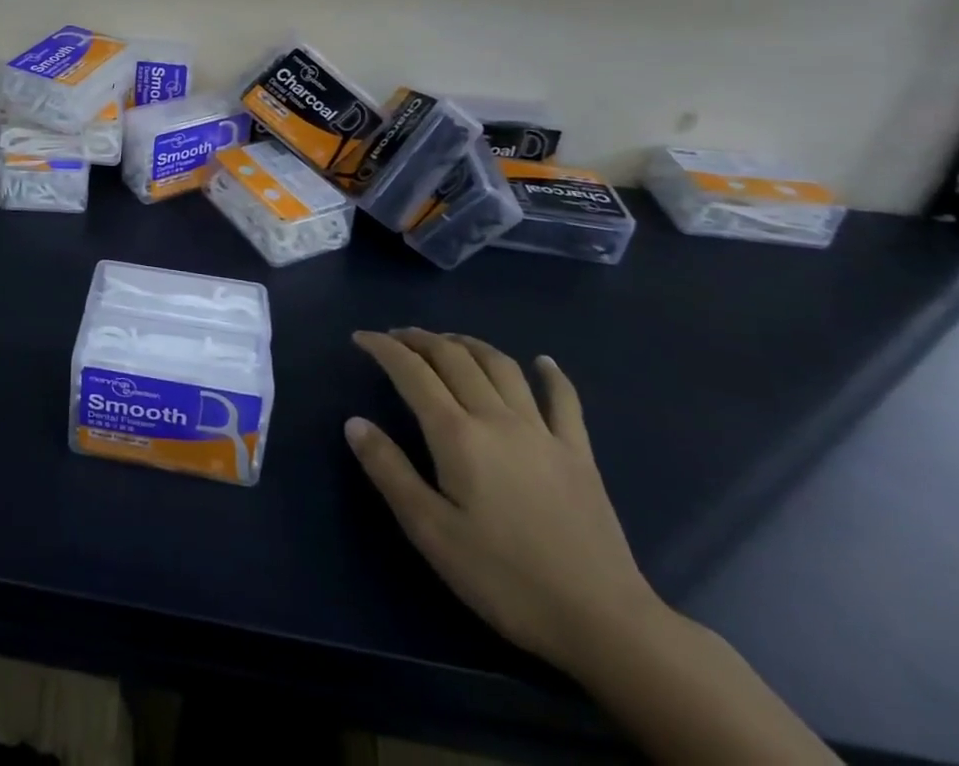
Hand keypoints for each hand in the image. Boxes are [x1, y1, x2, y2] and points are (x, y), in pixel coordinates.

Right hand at [344, 329, 667, 676]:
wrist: (603, 622)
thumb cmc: (504, 579)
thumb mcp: (431, 531)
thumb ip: (389, 471)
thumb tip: (354, 422)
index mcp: (457, 434)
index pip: (411, 372)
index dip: (383, 348)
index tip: (360, 338)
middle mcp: (496, 418)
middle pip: (454, 358)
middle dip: (420, 339)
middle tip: (396, 336)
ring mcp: (542, 432)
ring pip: (500, 367)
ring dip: (469, 344)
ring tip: (448, 341)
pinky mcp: (578, 454)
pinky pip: (564, 401)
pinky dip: (552, 375)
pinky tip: (543, 362)